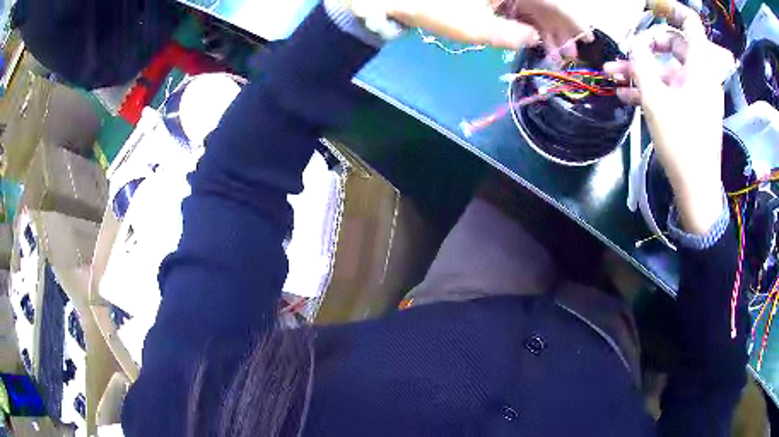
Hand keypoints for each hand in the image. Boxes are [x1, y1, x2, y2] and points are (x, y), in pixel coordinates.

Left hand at [384, 0, 591, 52]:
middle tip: (570, 55)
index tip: (588, 37)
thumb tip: (536, 39)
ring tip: (556, 54)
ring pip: (533, 5)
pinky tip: (535, 40)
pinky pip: (518, 6)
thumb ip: (513, 35)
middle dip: (560, 29)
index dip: (573, 19)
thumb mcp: (476, 27)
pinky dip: (528, 23)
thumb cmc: (436, 9)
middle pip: (546, 3)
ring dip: (546, 29)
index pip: (553, 1)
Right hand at [604, 4, 729, 233]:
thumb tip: (635, 44)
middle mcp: (701, 75)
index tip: (651, 9)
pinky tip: (626, 94)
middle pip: (674, 44)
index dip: (671, 9)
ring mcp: (698, 94)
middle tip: (625, 53)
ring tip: (613, 75)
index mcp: (698, 66)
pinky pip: (672, 89)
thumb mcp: (655, 99)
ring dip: (642, 70)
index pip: (690, 23)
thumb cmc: (680, 142)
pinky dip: (652, 88)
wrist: (697, 189)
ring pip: (669, 69)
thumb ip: (641, 63)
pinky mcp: (693, 109)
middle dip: (646, 46)